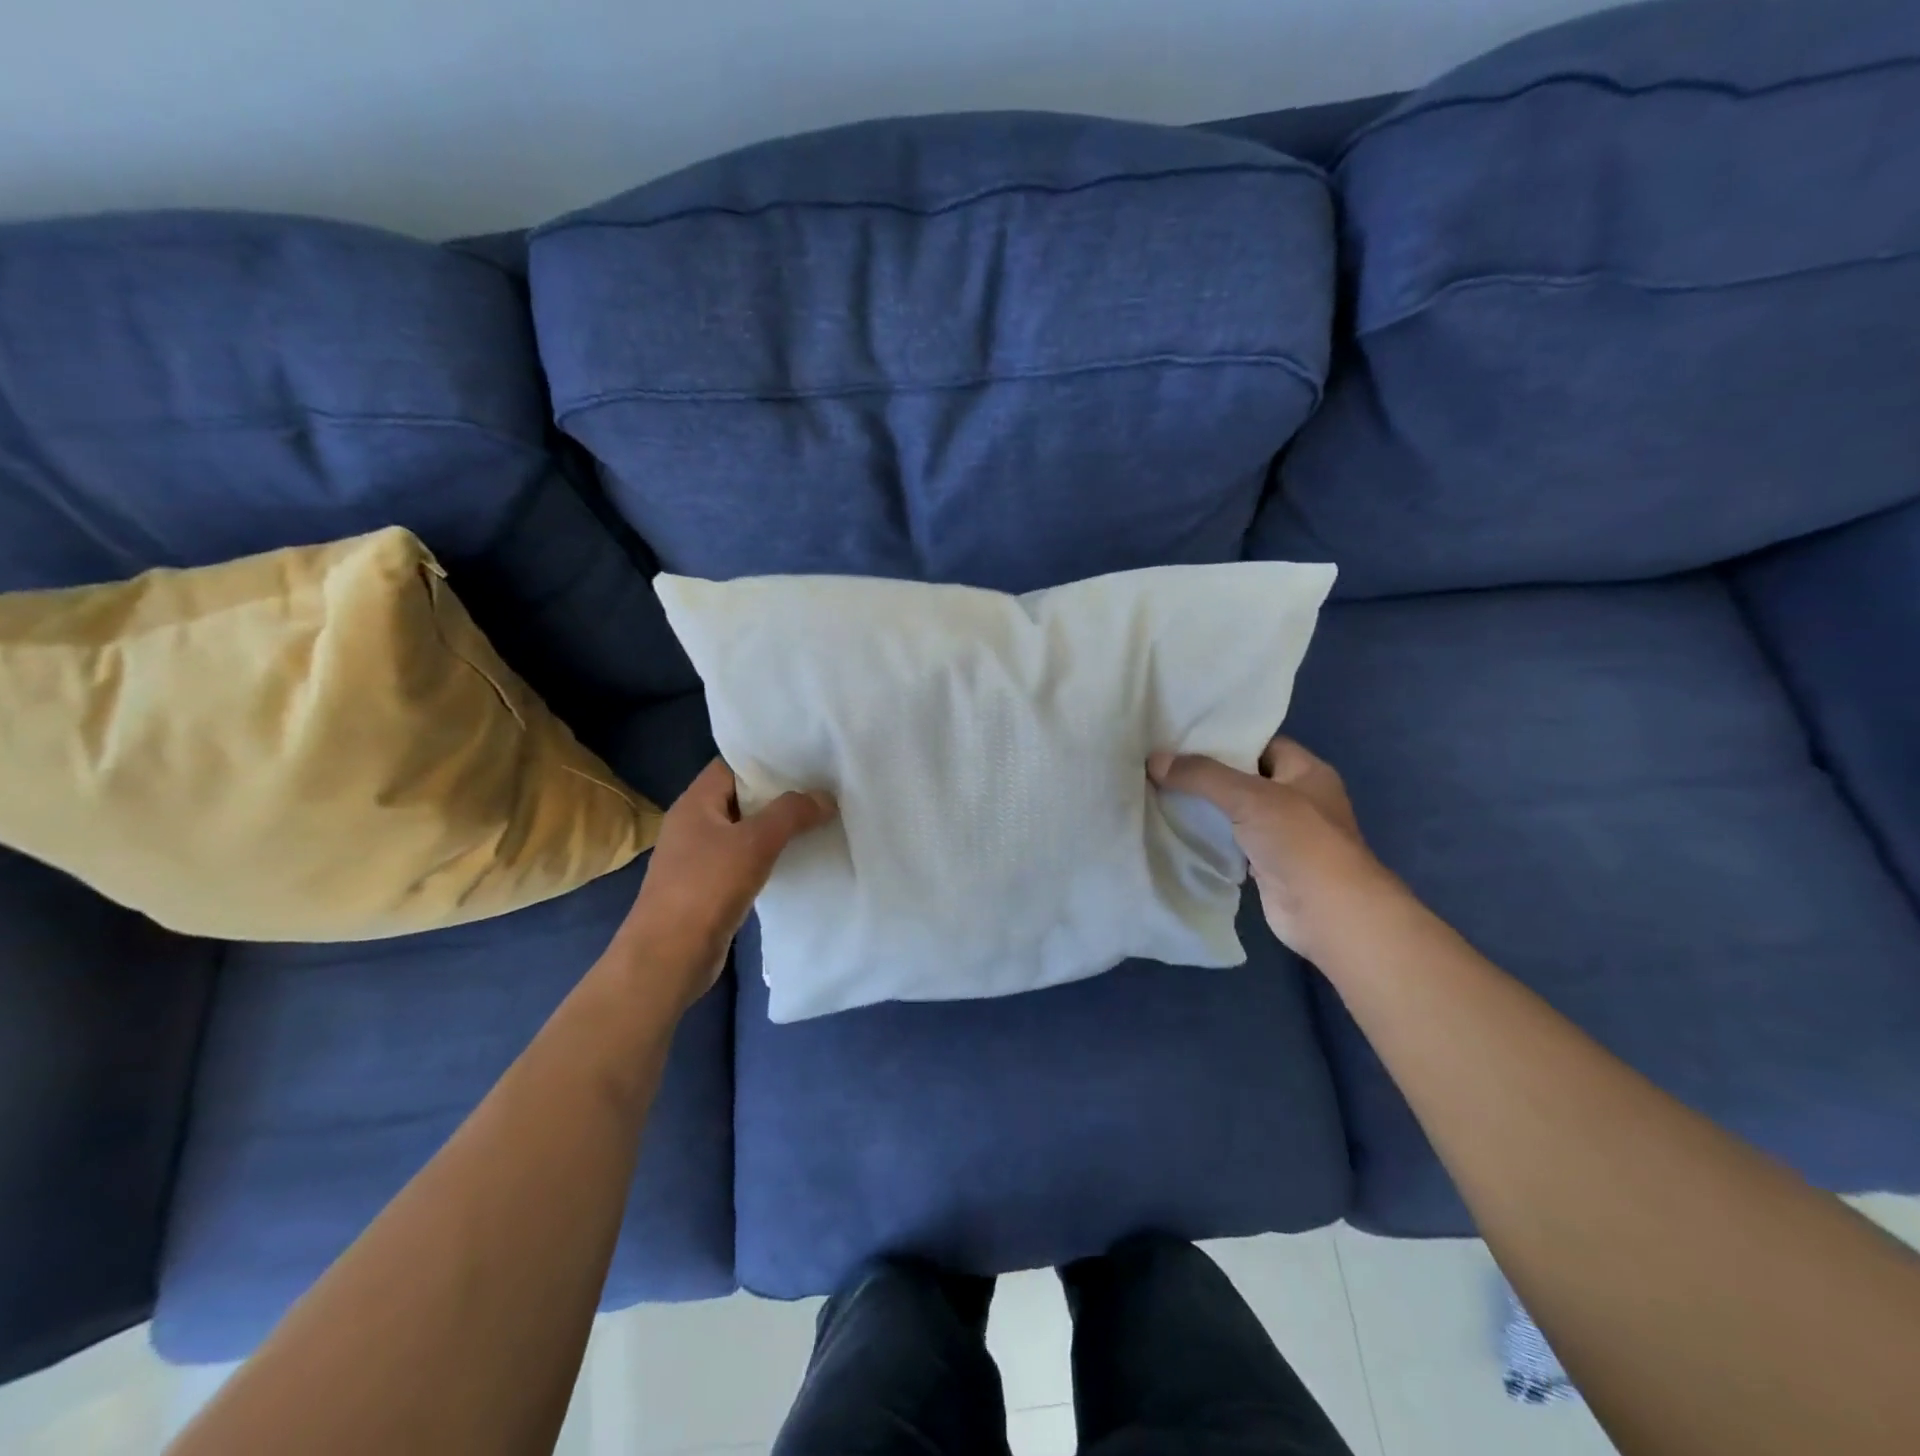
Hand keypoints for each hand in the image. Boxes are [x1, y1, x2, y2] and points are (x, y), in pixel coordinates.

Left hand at [613, 758, 835, 1010]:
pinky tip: (797, 859)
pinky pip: (744, 859)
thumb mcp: (754, 842)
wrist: (668, 958)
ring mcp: (699, 857)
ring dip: (776, 827)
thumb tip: (825, 796)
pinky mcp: (708, 887)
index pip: (732, 765)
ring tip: (818, 819)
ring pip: (745, 830)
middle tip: (821, 788)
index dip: (767, 760)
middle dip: (779, 794)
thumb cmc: (706, 888)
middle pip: (741, 796)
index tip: (806, 760)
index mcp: (695, 802)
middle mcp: (694, 823)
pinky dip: (768, 856)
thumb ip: (791, 813)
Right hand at [1149, 737, 1393, 958]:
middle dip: (1206, 774)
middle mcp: (1297, 798)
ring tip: (1158, 791)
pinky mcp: (1265, 864)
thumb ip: (1201, 776)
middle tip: (1161, 764)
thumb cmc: (1299, 841)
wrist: (1326, 913)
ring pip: (1234, 812)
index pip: (1260, 744)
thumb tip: (1154, 760)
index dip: (1224, 739)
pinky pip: (1230, 842)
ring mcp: (1282, 834)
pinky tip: (1174, 829)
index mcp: (1306, 771)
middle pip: (1243, 778)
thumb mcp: (1249, 796)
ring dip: (1204, 807)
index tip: (1181, 737)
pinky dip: (1207, 838)